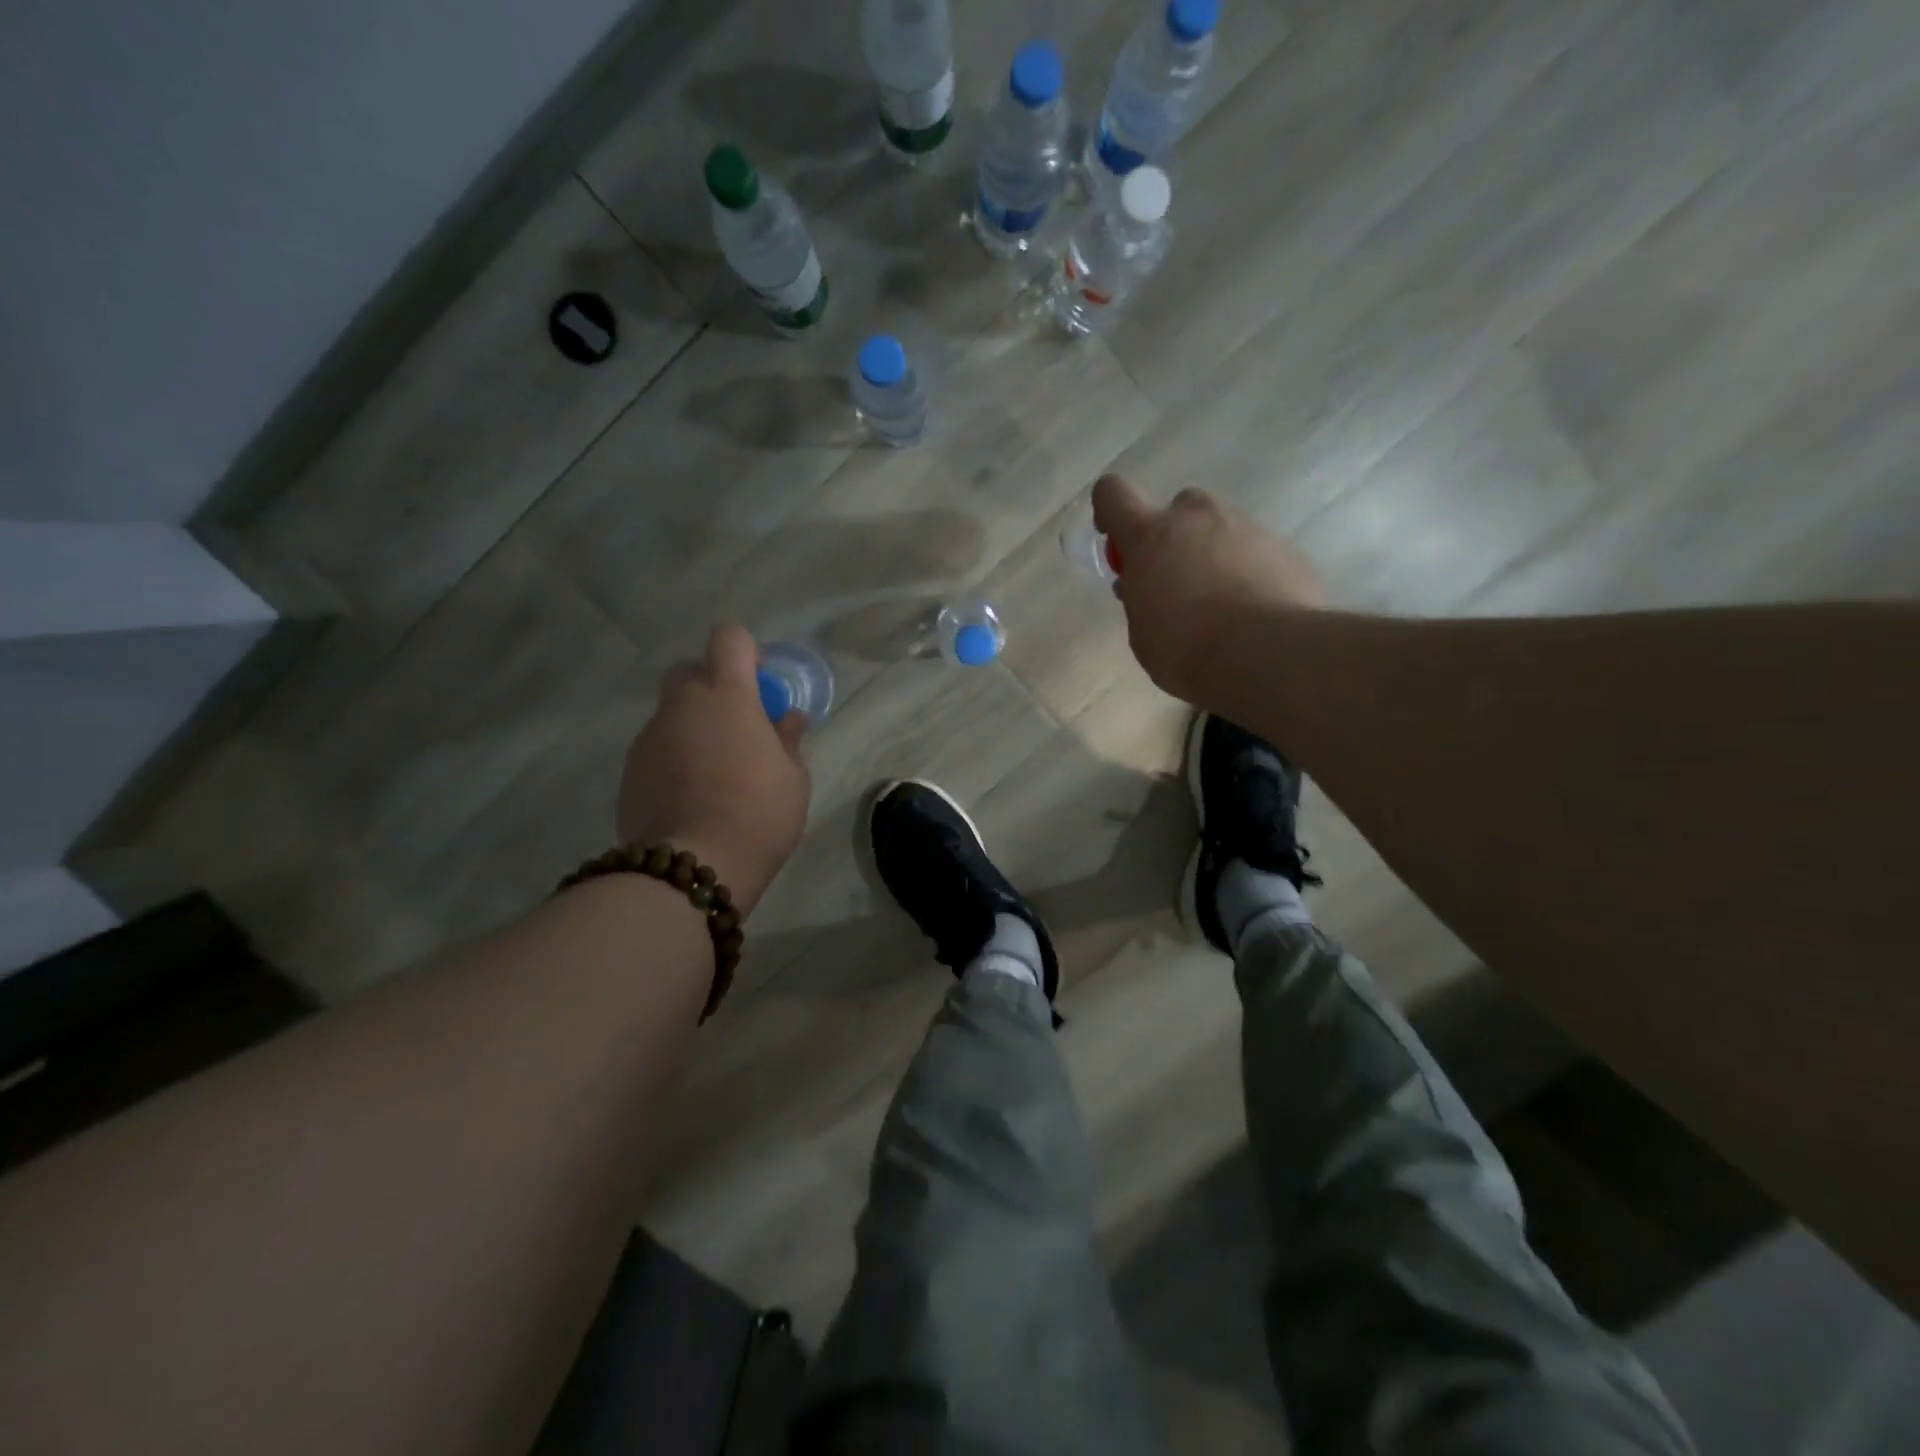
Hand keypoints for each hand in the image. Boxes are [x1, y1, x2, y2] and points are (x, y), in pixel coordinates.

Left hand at [616, 624, 810, 916]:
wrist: (692, 867)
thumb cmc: (758, 815)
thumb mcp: (793, 779)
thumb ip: (787, 740)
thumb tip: (786, 718)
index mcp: (727, 696)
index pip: (729, 639)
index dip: (746, 652)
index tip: (760, 683)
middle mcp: (681, 705)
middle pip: (690, 671)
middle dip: (712, 686)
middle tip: (736, 726)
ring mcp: (649, 737)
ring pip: (671, 714)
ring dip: (692, 727)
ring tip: (714, 772)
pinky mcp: (629, 770)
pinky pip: (656, 749)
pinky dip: (673, 759)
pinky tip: (690, 795)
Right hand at [1093, 475, 1326, 701]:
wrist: (1266, 655)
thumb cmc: (1186, 649)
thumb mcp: (1143, 632)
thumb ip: (1140, 597)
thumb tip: (1144, 585)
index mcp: (1150, 536)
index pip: (1113, 495)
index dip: (1111, 511)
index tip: (1119, 542)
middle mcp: (1197, 518)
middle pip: (1179, 508)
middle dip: (1175, 537)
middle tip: (1177, 581)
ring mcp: (1245, 526)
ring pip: (1221, 528)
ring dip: (1214, 554)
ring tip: (1222, 603)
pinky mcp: (1283, 546)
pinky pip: (1256, 551)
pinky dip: (1250, 571)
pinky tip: (1253, 610)